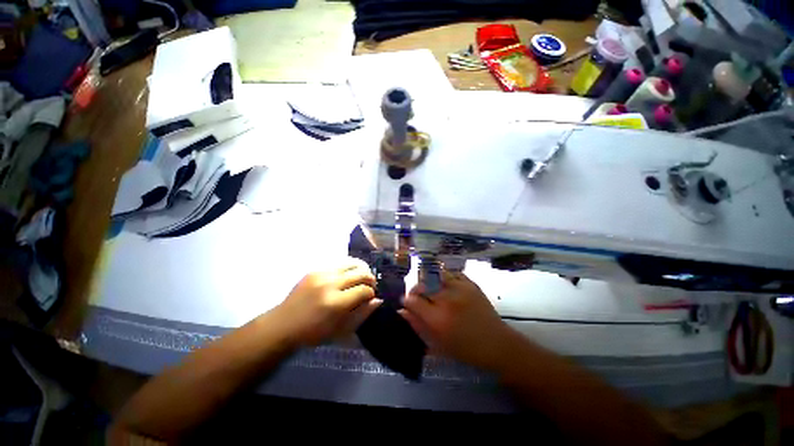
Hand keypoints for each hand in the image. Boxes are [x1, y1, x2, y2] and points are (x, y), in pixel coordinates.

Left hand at [275, 258, 380, 345]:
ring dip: (361, 269)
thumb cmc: (313, 333)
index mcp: (336, 303)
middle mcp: (330, 284)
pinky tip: (348, 275)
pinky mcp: (315, 269)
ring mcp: (322, 274)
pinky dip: (349, 267)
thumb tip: (378, 300)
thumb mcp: (341, 330)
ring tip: (362, 277)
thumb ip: (362, 313)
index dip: (371, 293)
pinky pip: (339, 263)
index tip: (371, 297)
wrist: (283, 324)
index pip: (364, 290)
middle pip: (360, 273)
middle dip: (370, 279)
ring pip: (352, 263)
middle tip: (370, 286)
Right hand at [399, 271, 514, 369]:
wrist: (497, 343)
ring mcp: (459, 289)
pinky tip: (446, 286)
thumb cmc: (465, 349)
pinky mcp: (470, 284)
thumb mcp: (438, 344)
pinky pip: (451, 273)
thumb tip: (402, 311)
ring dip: (430, 280)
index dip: (408, 300)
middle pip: (422, 284)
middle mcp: (447, 300)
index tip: (408, 303)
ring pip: (435, 274)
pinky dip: (445, 278)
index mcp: (437, 319)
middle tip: (419, 296)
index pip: (413, 300)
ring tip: (432, 288)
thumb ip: (417, 325)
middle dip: (416, 289)